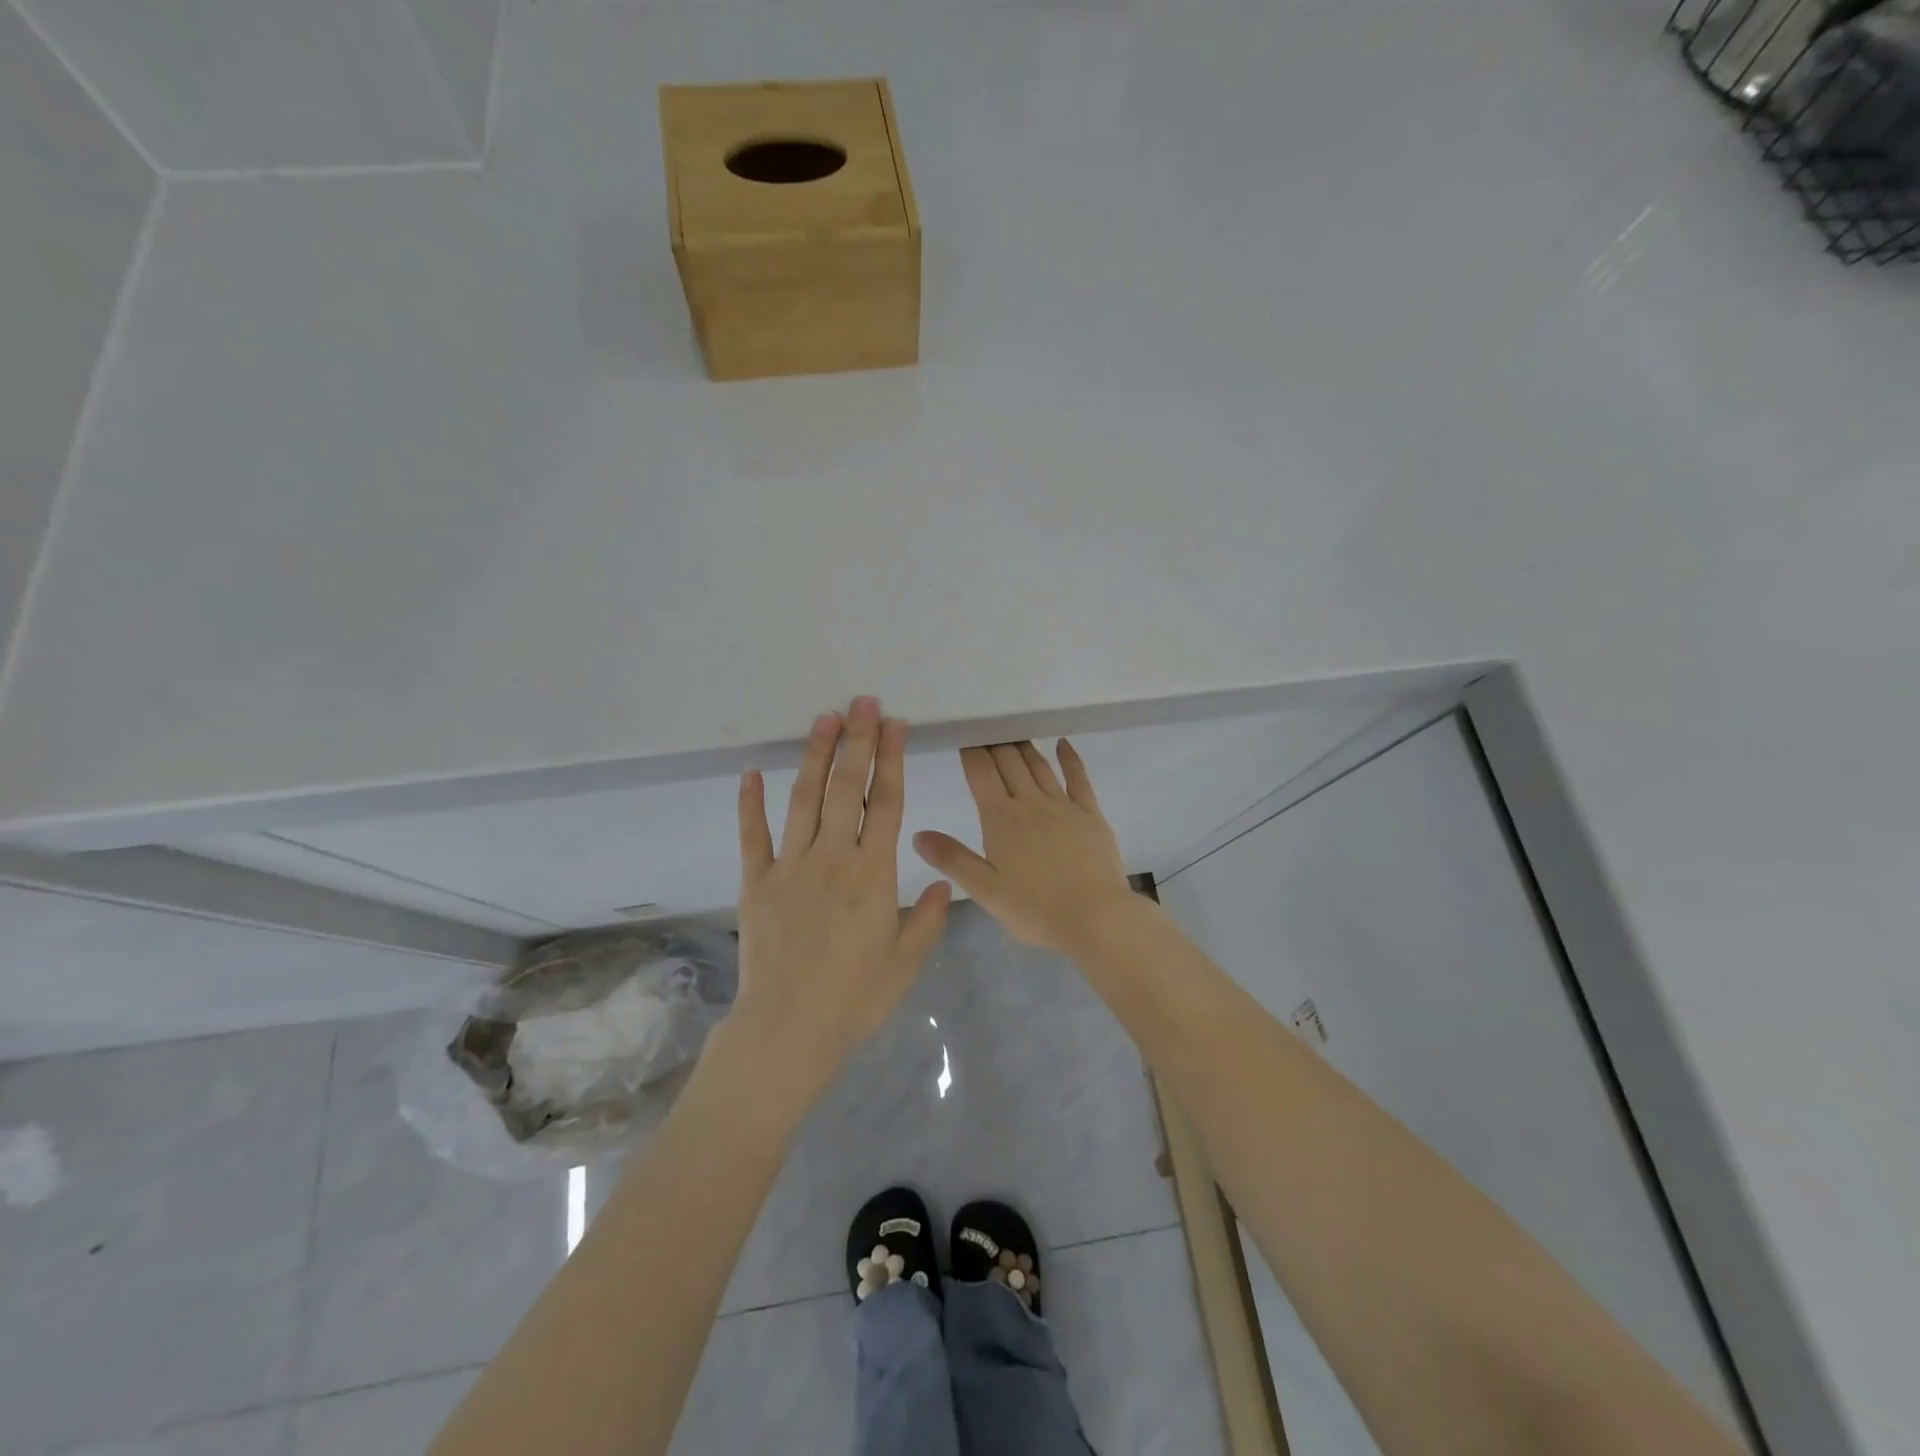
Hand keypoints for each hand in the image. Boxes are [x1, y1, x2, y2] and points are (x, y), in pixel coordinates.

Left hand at [731, 696, 951, 1098]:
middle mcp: (832, 858)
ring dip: (814, 755)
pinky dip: (750, 802)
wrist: (788, 1031)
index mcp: (873, 874)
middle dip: (857, 740)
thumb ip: (930, 918)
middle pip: (846, 787)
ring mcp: (789, 867)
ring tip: (824, 718)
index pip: (885, 802)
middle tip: (862, 702)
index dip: (891, 759)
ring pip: (803, 798)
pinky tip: (751, 771)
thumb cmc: (855, 998)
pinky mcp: (755, 882)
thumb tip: (946, 882)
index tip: (894, 724)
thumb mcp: (906, 961)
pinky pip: (751, 834)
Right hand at [912, 741, 1138, 955]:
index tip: (964, 736)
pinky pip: (1078, 778)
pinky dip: (1069, 758)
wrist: (1096, 917)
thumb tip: (917, 834)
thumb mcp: (985, 890)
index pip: (981, 774)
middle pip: (1009, 763)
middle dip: (995, 743)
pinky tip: (1063, 744)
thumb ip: (952, 859)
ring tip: (1013, 732)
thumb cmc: (1035, 909)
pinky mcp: (1091, 815)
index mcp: (1001, 819)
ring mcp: (1063, 806)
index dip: (971, 752)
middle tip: (986, 728)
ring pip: (1039, 766)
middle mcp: (1031, 803)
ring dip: (1024, 747)